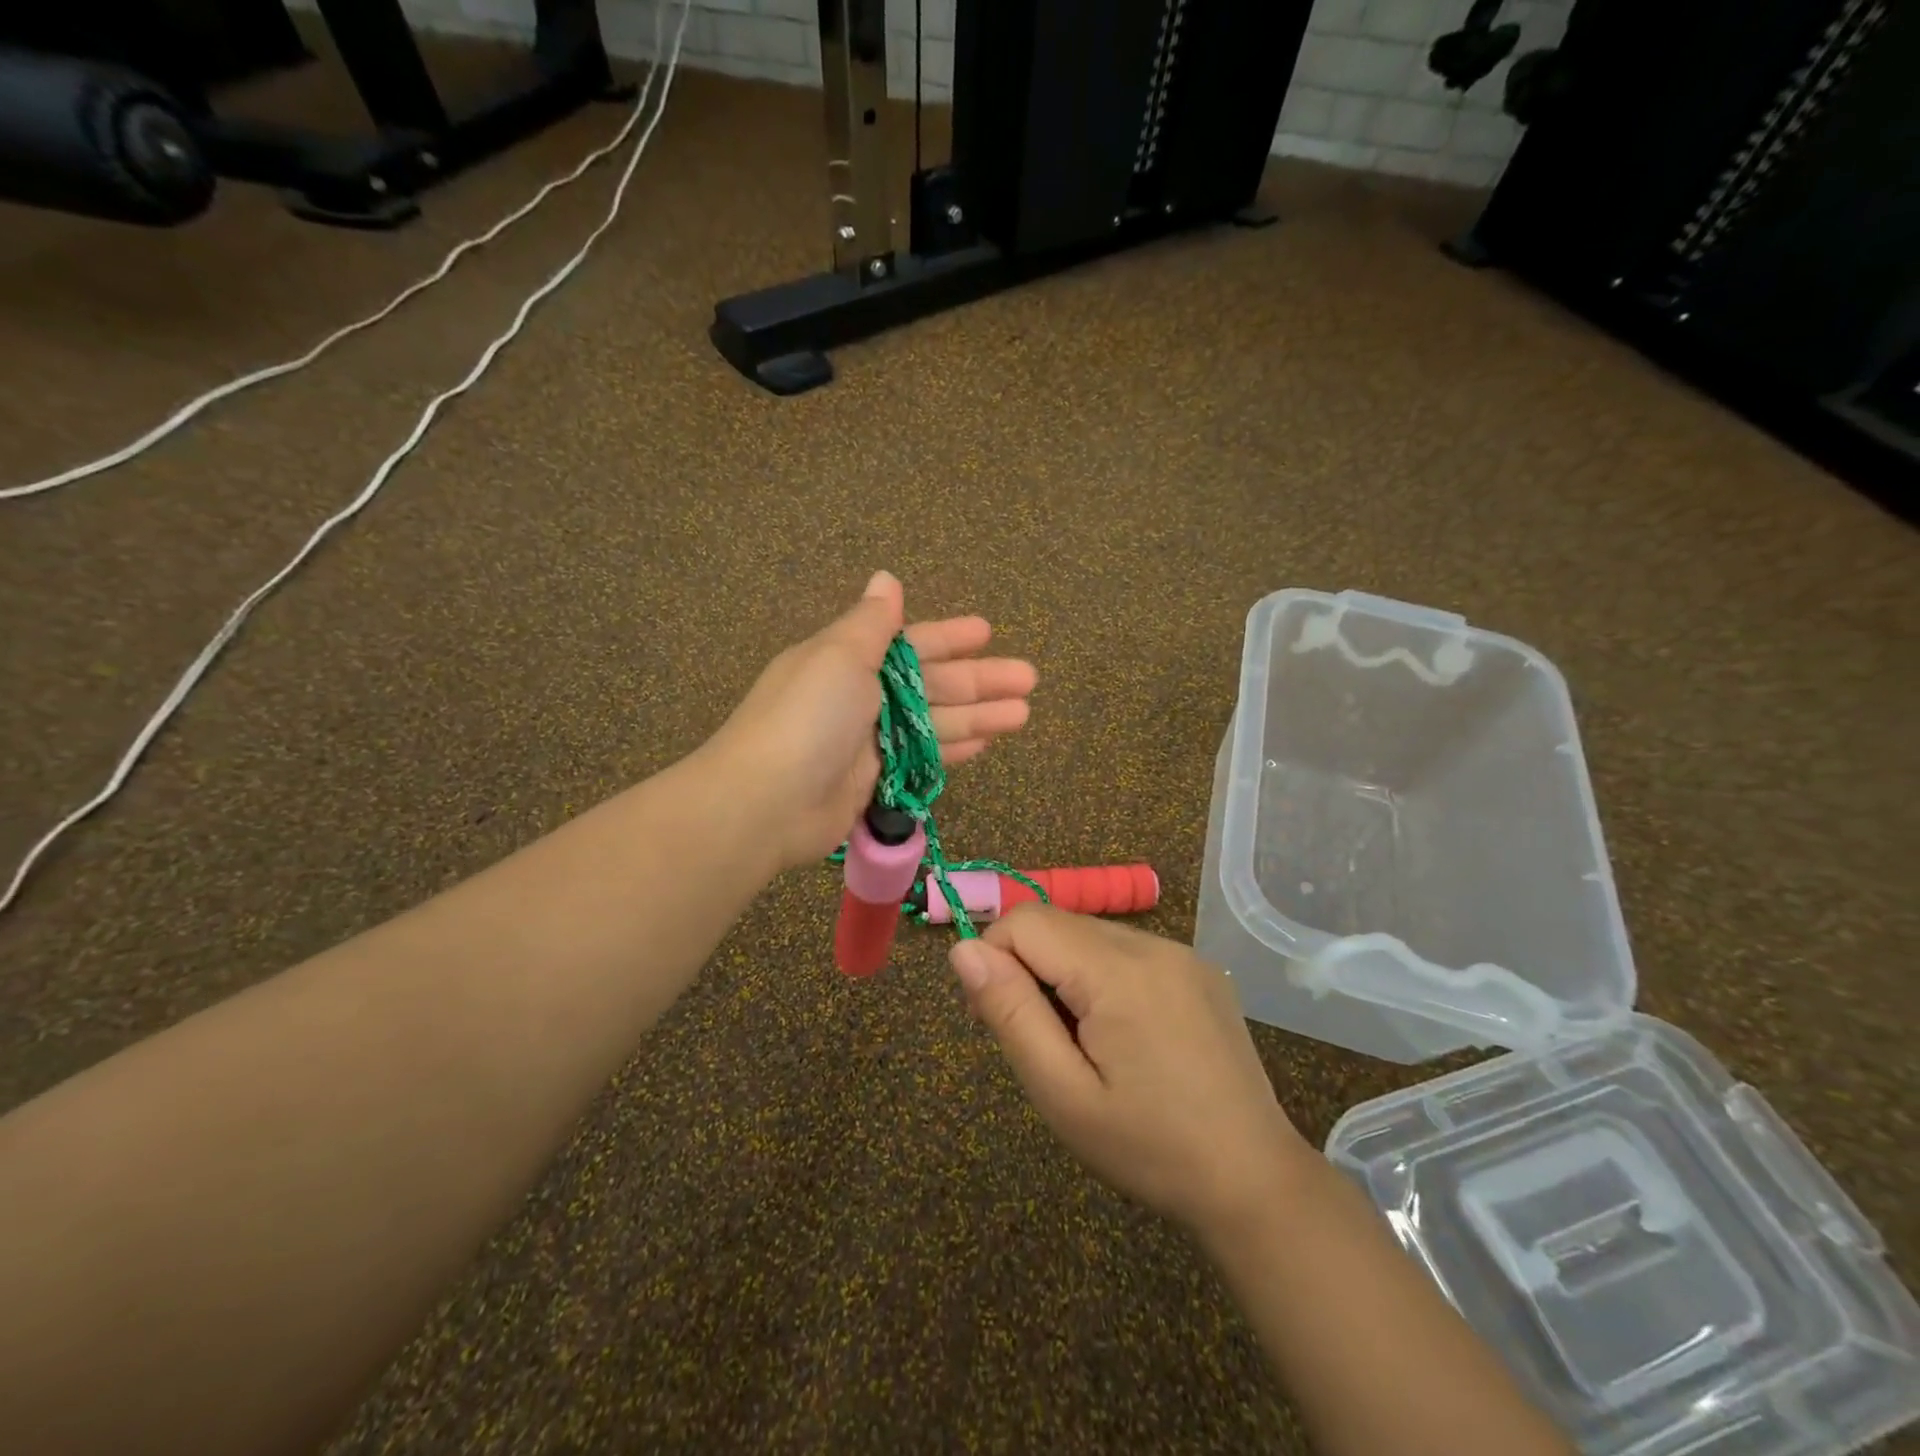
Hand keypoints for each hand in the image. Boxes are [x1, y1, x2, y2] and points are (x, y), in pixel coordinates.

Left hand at [707, 571, 1037, 871]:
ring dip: (979, 716)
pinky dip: (953, 750)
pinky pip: (923, 759)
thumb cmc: (808, 717)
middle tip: (1030, 679)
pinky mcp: (875, 781)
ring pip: (935, 723)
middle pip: (932, 684)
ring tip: (1024, 714)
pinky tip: (986, 745)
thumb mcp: (840, 655)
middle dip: (981, 680)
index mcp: (849, 659)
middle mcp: (862, 696)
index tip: (988, 632)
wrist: (766, 802)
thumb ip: (873, 622)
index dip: (950, 637)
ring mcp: (870, 742)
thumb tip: (886, 578)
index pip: (911, 643)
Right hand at [950, 905, 1314, 1238]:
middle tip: (1035, 1040)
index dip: (993, 958)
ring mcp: (1182, 952)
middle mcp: (1152, 944)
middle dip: (1028, 968)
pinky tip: (1120, 1034)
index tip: (991, 1018)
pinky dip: (1102, 976)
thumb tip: (963, 950)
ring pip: (1090, 935)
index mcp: (1118, 970)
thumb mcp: (1063, 1093)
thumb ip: (1010, 1013)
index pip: (1025, 922)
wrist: (1255, 1181)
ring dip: (1065, 973)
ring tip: (1079, 1042)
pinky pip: (1127, 950)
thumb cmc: (1150, 1147)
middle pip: (1058, 925)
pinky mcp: (1199, 968)